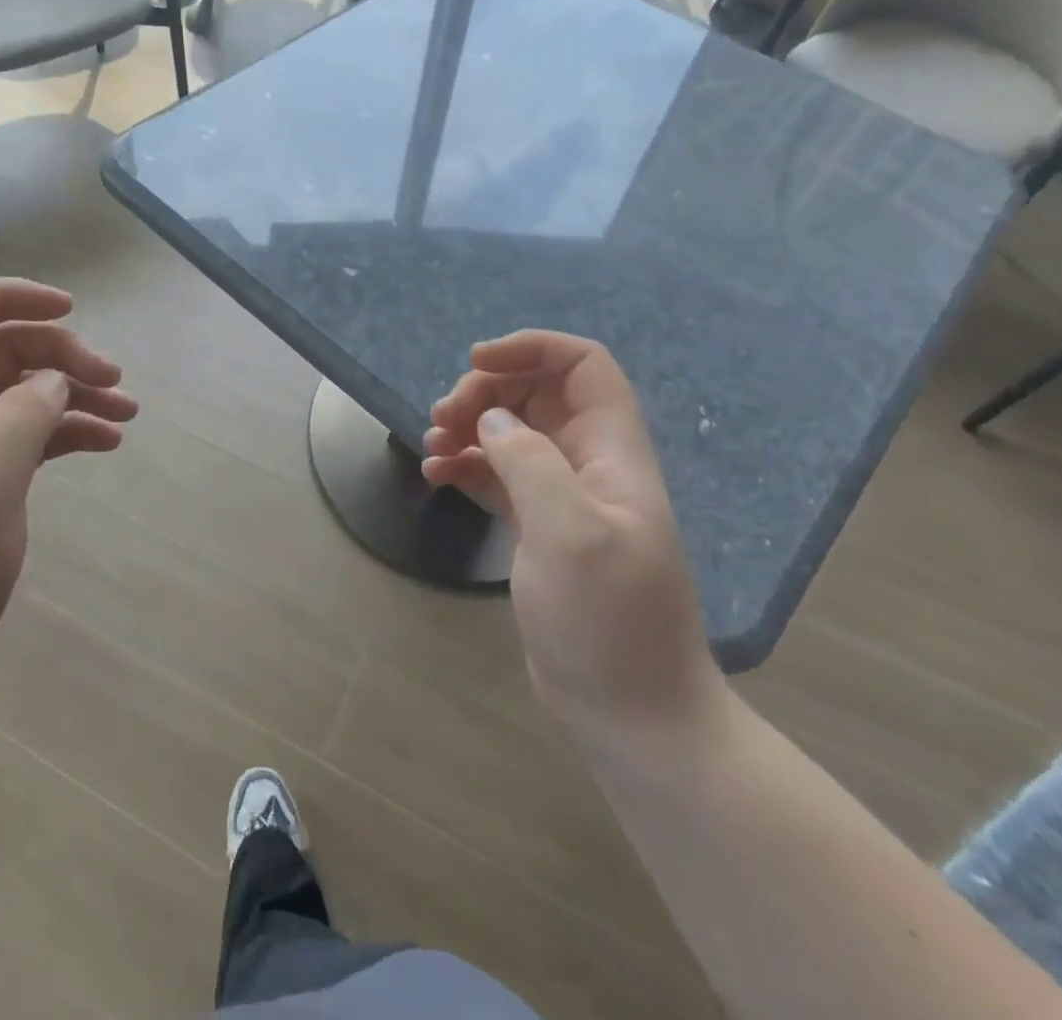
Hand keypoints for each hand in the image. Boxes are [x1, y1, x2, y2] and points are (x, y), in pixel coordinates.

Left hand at [0, 279, 137, 721]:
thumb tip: (55, 379)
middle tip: (115, 382)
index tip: (70, 309)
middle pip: (3, 350)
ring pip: (22, 395)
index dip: (8, 296)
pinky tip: (105, 444)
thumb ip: (22, 417)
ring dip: (74, 394)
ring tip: (127, 415)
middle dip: (61, 354)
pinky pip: (28, 438)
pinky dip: (66, 433)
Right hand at [423, 331, 723, 754]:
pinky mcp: (538, 527)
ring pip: (511, 432)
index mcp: (613, 451)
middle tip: (443, 419)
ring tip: (432, 447)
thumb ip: (529, 462)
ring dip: (469, 427)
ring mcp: (563, 495)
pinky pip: (498, 473)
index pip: (583, 366)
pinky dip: (466, 464)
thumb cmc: (608, 621)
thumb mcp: (569, 533)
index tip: (476, 363)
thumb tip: (490, 421)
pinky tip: (437, 476)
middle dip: (486, 392)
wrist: (630, 712)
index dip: (532, 348)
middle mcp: (589, 462)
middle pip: (537, 393)